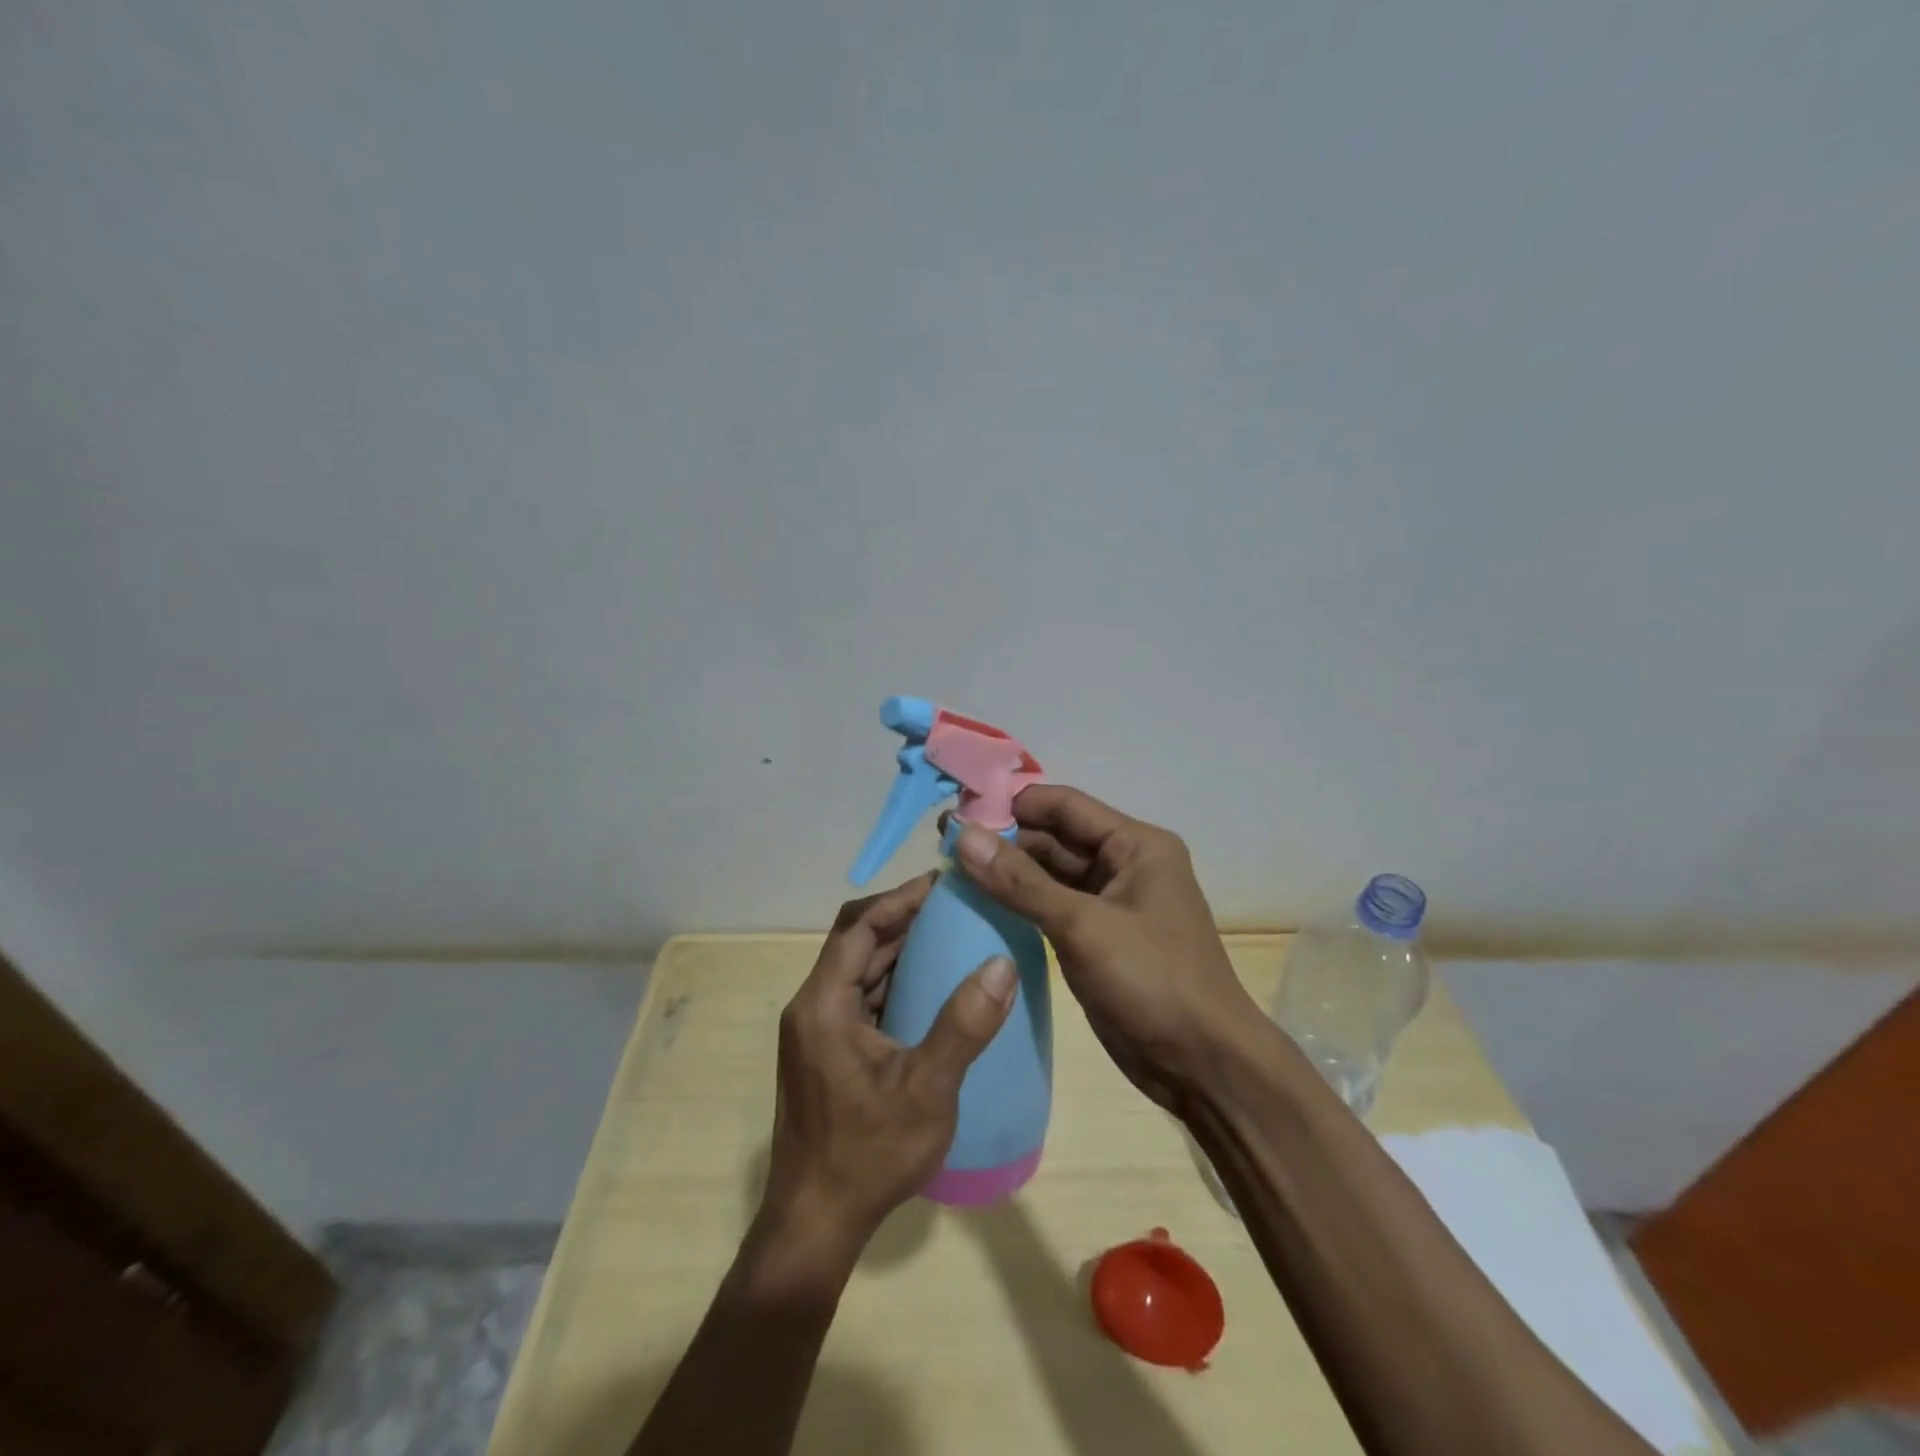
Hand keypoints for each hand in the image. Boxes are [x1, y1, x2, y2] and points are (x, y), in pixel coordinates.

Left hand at [761, 873, 1016, 1261]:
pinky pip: (860, 999)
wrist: (814, 1224)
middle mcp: (812, 1007)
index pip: (858, 927)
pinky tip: (930, 990)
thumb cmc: (868, 1154)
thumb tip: (1002, 964)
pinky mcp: (825, 1053)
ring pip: (858, 971)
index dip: (899, 899)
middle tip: (954, 907)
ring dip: (898, 951)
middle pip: (856, 943)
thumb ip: (964, 1025)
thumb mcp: (927, 1089)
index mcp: (824, 1004)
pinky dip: (892, 983)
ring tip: (949, 938)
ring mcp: (816, 1032)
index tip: (942, 883)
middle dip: (902, 920)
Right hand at [951, 786, 1257, 1110]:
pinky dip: (1020, 904)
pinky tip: (979, 906)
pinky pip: (1052, 907)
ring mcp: (1111, 903)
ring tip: (950, 873)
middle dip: (1003, 841)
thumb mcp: (1083, 926)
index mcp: (1135, 844)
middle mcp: (1124, 864)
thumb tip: (964, 835)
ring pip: (1050, 874)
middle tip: (943, 847)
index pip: (1063, 805)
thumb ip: (1021, 881)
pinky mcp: (1098, 937)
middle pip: (1054, 837)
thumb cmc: (1152, 981)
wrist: (1203, 1065)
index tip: (957, 812)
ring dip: (1008, 873)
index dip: (1011, 804)